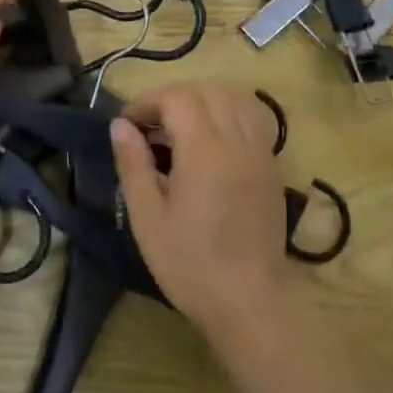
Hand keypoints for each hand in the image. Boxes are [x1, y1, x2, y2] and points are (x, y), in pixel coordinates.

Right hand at [111, 82, 290, 344]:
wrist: (248, 302)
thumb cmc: (189, 263)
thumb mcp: (147, 217)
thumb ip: (133, 164)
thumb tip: (120, 125)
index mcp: (205, 151)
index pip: (177, 98)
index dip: (147, 101)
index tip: (127, 123)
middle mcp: (238, 142)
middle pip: (207, 91)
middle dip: (173, 97)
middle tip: (150, 124)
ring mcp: (261, 153)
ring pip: (236, 99)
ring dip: (204, 100)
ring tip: (181, 127)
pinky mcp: (273, 168)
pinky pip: (254, 120)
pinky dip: (229, 114)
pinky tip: (212, 141)